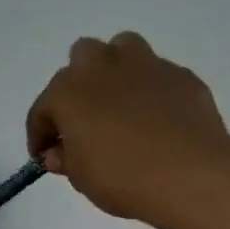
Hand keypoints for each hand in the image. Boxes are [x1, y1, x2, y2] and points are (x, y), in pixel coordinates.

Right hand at [24, 31, 229, 222]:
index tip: (44, 156)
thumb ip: (66, 159)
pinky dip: (151, 92)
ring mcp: (146, 65)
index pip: (42, 110)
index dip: (40, 135)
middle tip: (84, 122)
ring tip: (120, 105)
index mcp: (68, 91)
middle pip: (81, 60)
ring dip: (115, 72)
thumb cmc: (122, 178)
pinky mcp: (180, 75)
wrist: (189, 174)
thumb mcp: (82, 178)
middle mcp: (103, 66)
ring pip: (122, 50)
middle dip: (78, 87)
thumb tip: (59, 152)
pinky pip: (158, 76)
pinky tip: (157, 120)